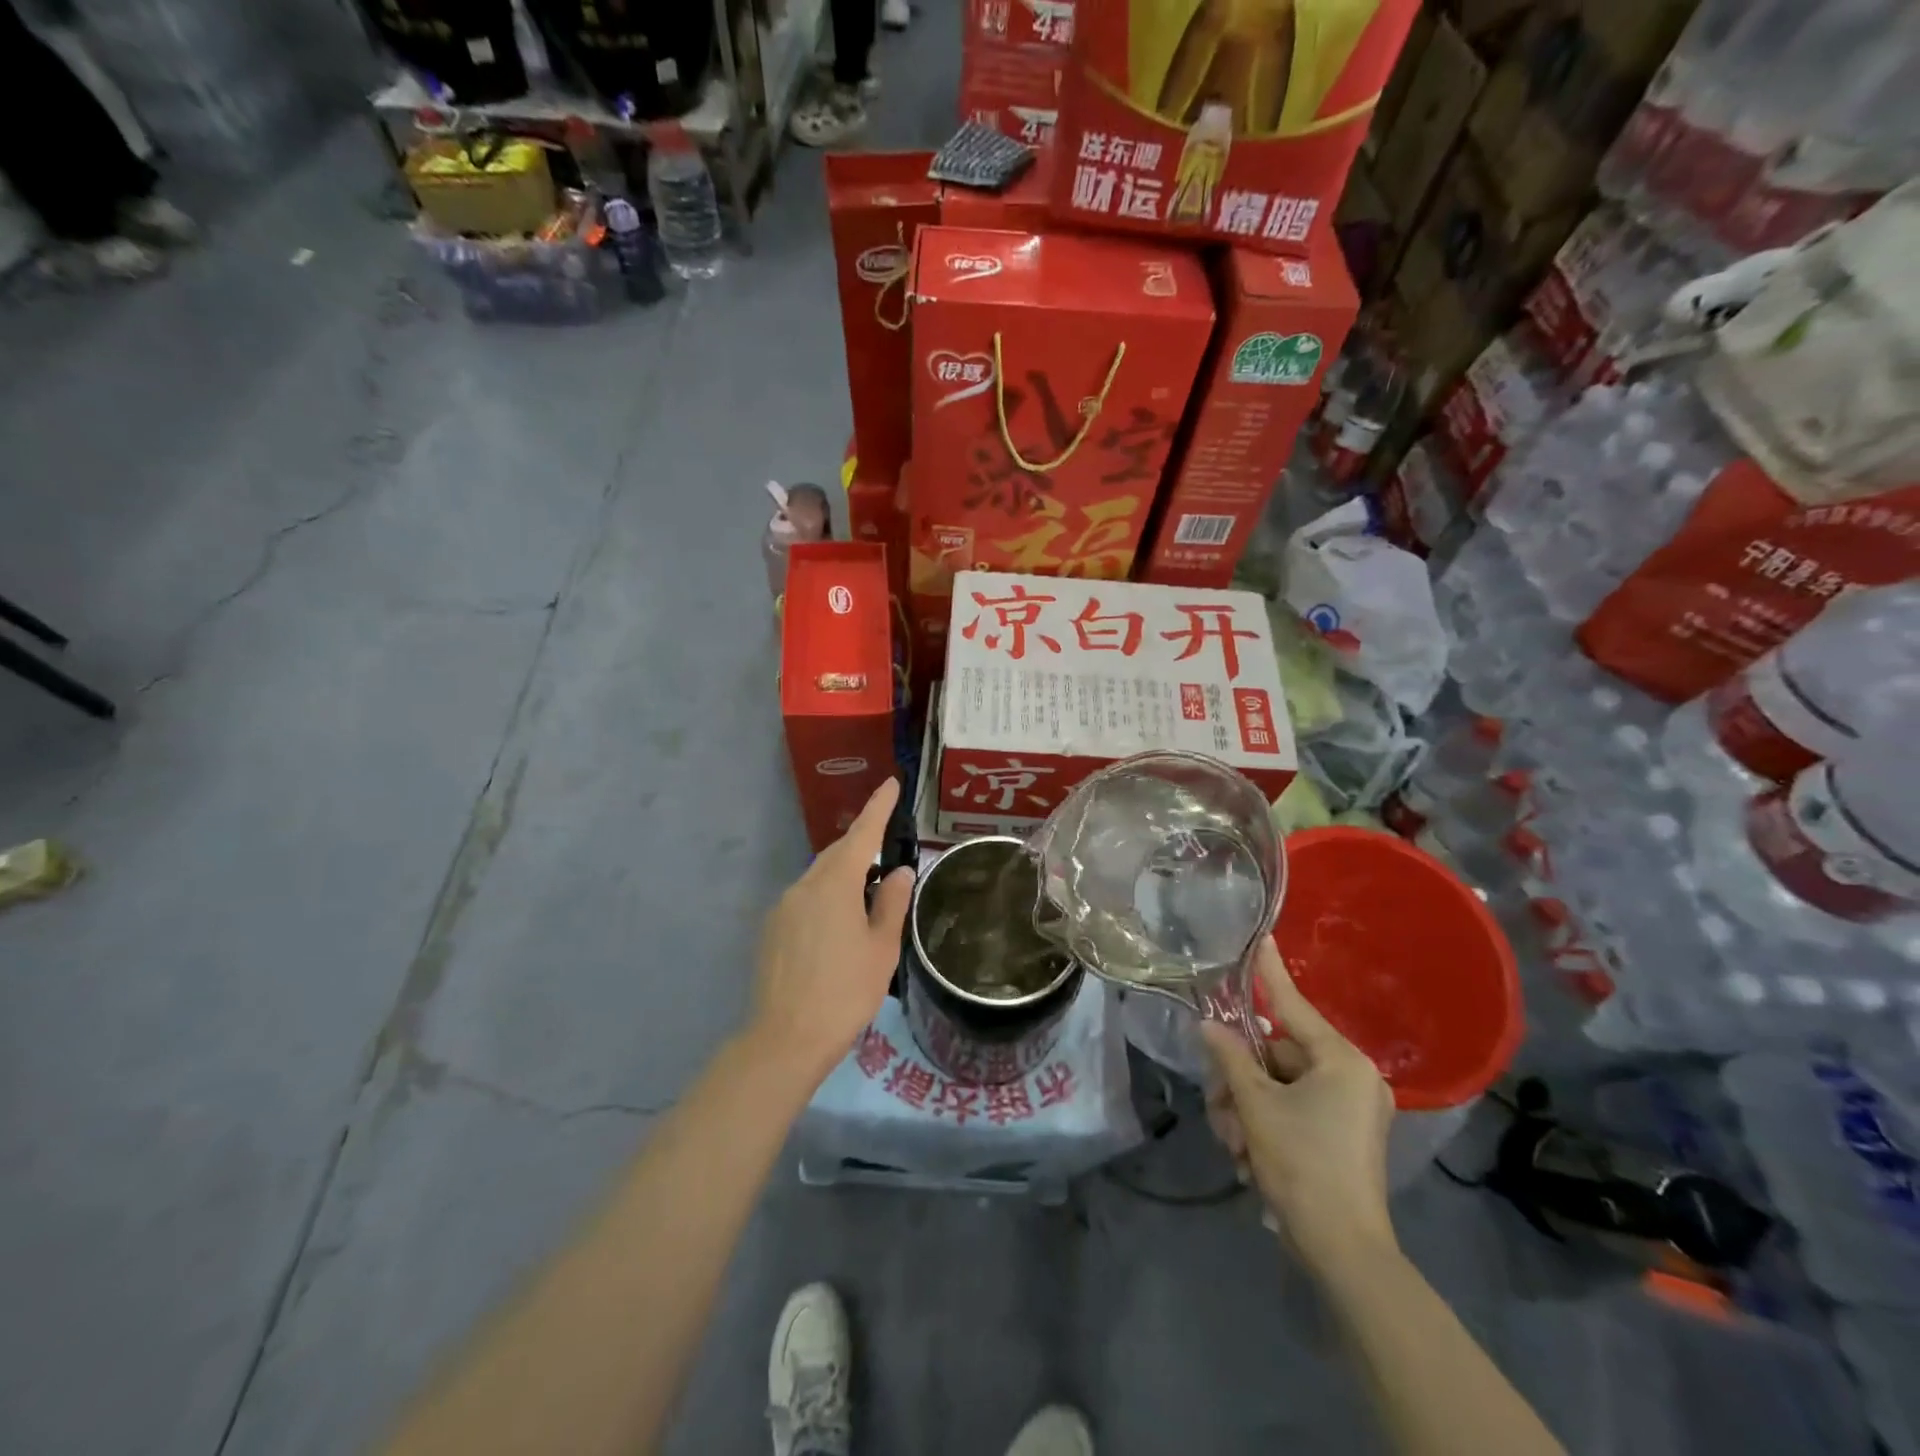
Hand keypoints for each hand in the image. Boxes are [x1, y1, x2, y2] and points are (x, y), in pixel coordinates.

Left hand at [749, 778, 915, 1089]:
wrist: (785, 1038)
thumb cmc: (845, 991)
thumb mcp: (881, 947)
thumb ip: (892, 902)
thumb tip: (899, 870)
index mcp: (835, 884)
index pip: (862, 833)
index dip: (879, 807)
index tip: (891, 784)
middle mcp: (804, 885)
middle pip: (837, 853)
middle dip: (862, 845)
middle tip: (887, 852)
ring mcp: (783, 907)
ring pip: (819, 876)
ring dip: (844, 876)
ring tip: (868, 898)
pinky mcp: (771, 929)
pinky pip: (805, 898)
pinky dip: (826, 898)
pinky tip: (838, 927)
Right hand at [1200, 937, 1396, 1274]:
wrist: (1344, 1252)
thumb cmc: (1302, 1165)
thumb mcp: (1256, 1106)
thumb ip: (1230, 1057)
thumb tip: (1208, 1025)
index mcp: (1340, 1061)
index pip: (1293, 1004)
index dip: (1270, 972)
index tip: (1260, 937)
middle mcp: (1351, 1076)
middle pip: (1276, 1055)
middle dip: (1240, 1081)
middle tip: (1219, 1108)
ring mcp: (1350, 1107)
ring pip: (1278, 1085)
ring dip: (1246, 1109)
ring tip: (1234, 1144)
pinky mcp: (1344, 1134)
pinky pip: (1292, 1109)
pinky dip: (1265, 1125)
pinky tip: (1249, 1156)